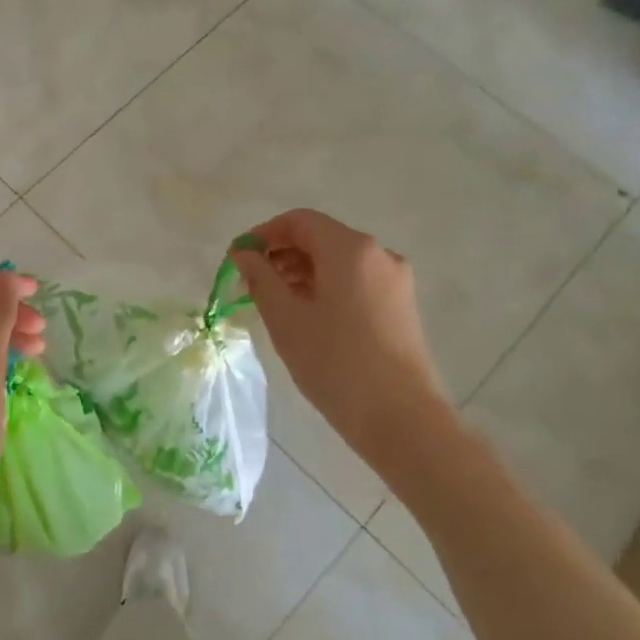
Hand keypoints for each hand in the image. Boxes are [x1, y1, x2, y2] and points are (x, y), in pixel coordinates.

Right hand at [232, 209, 450, 457]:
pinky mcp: (401, 306)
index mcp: (349, 249)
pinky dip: (326, 288)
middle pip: (320, 238)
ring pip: (338, 262)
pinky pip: (356, 282)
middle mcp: (378, 254)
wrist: (401, 418)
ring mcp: (395, 280)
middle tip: (251, 285)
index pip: (298, 221)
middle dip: (281, 255)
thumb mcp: (285, 319)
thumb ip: (260, 278)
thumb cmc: (335, 363)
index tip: (238, 260)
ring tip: (275, 304)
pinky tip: (308, 318)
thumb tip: (244, 254)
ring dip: (302, 273)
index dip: (263, 234)